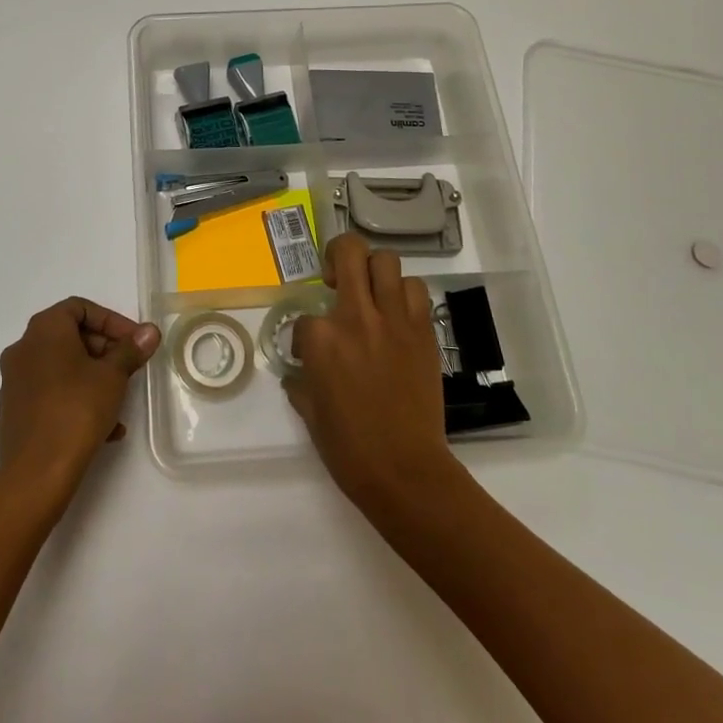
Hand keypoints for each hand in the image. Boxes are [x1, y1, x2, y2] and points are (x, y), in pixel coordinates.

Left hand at [0, 298, 160, 499]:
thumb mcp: (113, 376)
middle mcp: (23, 349)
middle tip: (129, 369)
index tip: (134, 342)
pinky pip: (50, 395)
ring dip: (93, 379)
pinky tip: (103, 429)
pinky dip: (76, 400)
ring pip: (62, 369)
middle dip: (104, 351)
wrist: (35, 474)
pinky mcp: (14, 412)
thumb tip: (149, 331)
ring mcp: (14, 382)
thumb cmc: (76, 410)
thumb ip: (131, 350)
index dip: (111, 321)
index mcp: (44, 330)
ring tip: (119, 403)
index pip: (79, 308)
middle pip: (69, 337)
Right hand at [285, 233, 455, 509]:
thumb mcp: (309, 411)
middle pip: (348, 252)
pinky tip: (396, 313)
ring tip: (370, 293)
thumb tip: (299, 371)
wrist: (404, 469)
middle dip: (337, 255)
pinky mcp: (423, 330)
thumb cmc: (349, 447)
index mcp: (321, 338)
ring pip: (386, 261)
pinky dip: (404, 293)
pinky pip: (415, 290)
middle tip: (336, 277)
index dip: (305, 334)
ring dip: (374, 271)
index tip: (311, 354)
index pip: (305, 316)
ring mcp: (393, 319)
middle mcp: (356, 316)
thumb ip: (301, 380)